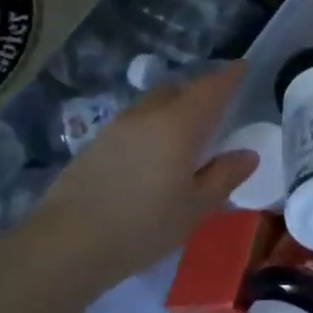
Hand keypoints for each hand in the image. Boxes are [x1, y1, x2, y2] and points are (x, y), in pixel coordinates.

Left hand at [31, 64, 259, 287]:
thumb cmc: (143, 225)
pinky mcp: (96, 144)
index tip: (245, 68)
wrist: (65, 245)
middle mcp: (147, 115)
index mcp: (179, 124)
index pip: (212, 88)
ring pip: (154, 104)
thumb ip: (224, 176)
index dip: (231, 76)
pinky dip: (154, 125)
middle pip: (179, 89)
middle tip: (221, 107)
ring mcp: (117, 127)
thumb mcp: (195, 207)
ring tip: (190, 132)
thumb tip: (247, 154)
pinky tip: (157, 153)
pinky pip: (136, 122)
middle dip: (202, 91)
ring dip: (176, 108)